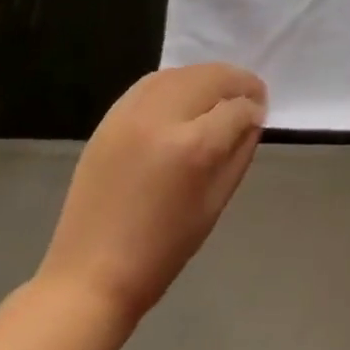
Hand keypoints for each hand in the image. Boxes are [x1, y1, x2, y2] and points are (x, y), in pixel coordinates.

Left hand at [35, 63, 266, 327]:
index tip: (259, 117)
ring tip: (219, 94)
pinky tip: (185, 96)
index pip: (238, 108)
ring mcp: (131, 115)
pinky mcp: (110, 119)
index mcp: (194, 148)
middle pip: (212, 77)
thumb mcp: (217, 202)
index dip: (255, 110)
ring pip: (182, 73)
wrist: (90, 276)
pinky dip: (176, 82)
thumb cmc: (163, 249)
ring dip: (208, 78)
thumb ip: (240, 151)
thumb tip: (252, 119)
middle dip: (238, 83)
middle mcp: (163, 119)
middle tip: (249, 97)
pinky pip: (152, 82)